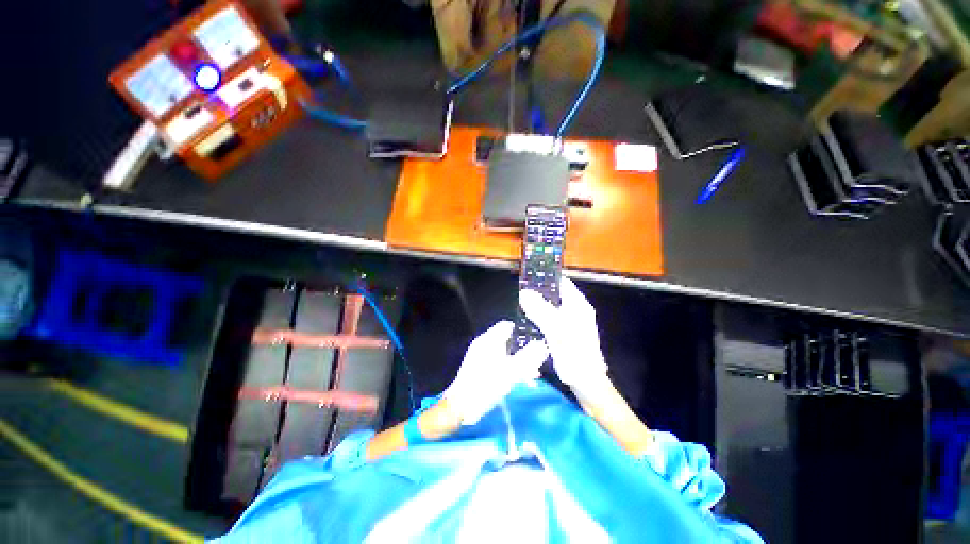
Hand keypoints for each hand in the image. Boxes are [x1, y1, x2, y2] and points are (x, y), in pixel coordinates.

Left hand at [442, 321, 547, 424]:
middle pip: (506, 338)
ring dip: (516, 359)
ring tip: (530, 372)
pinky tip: (517, 378)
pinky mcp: (478, 365)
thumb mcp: (511, 371)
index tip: (535, 340)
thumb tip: (542, 344)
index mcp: (490, 339)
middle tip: (535, 359)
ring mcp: (479, 354)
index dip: (522, 331)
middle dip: (521, 347)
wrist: (462, 405)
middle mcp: (484, 342)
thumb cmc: (487, 384)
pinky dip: (507, 365)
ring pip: (503, 350)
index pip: (508, 325)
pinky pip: (497, 360)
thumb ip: (528, 357)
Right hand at [519, 277, 609, 399]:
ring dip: (538, 306)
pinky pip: (550, 320)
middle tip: (520, 294)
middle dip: (538, 293)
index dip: (546, 278)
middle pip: (555, 295)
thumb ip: (540, 310)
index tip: (528, 278)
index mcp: (578, 305)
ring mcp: (571, 322)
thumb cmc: (575, 354)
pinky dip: (540, 318)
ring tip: (521, 305)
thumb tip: (525, 292)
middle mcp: (576, 310)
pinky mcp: (566, 333)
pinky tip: (528, 322)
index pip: (562, 282)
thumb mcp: (556, 330)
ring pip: (551, 308)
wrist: (587, 383)